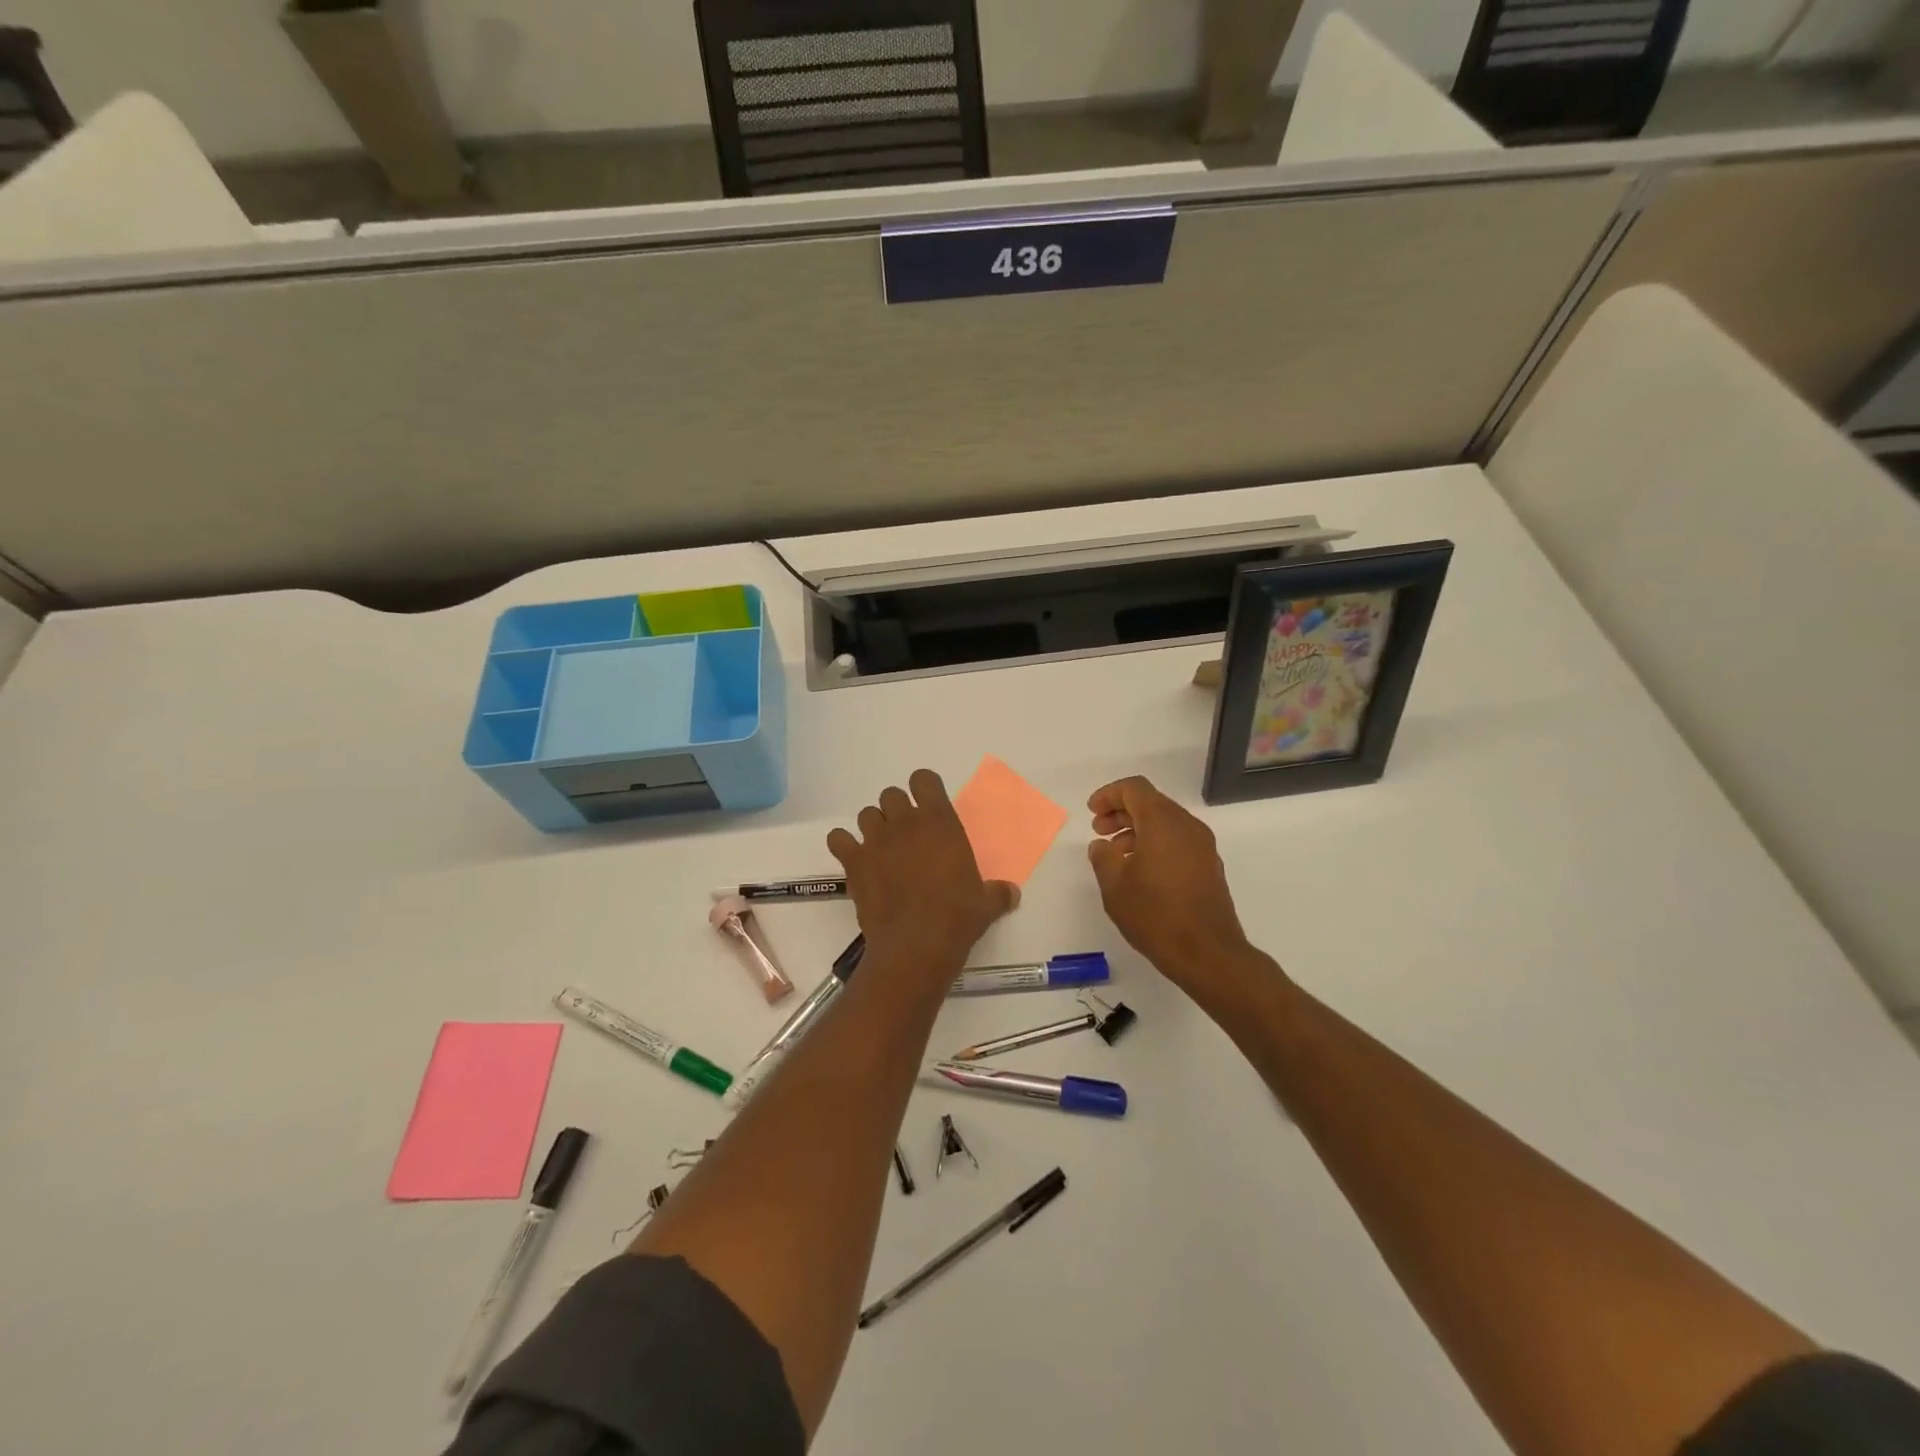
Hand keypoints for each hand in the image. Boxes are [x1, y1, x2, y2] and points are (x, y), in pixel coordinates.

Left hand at [827, 769, 1017, 970]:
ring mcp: (876, 841)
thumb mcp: (986, 903)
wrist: (917, 944)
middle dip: (897, 810)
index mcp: (939, 821)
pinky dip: (844, 845)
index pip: (924, 779)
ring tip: (882, 848)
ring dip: (874, 826)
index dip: (924, 789)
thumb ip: (998, 892)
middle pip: (891, 795)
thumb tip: (1011, 894)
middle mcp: (905, 823)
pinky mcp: (854, 862)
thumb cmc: (957, 917)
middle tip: (906, 834)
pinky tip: (855, 859)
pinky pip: (838, 839)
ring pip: (866, 814)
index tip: (929, 807)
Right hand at [1086, 776, 1266, 996]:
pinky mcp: (1209, 866)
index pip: (1134, 789)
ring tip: (1115, 853)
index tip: (1091, 812)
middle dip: (1121, 811)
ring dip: (1137, 829)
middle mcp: (1187, 826)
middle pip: (1151, 802)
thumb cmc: (1156, 915)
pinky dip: (1155, 843)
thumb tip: (1102, 845)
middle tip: (1099, 831)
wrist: (1208, 953)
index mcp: (1163, 822)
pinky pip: (1177, 840)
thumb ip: (1103, 857)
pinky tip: (1139, 869)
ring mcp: (1202, 846)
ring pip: (1165, 822)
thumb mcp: (1115, 886)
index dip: (1109, 795)